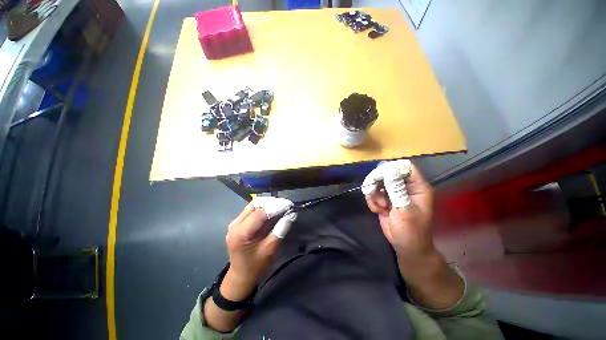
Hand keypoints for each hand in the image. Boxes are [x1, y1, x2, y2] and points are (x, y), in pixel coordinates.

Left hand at [204, 197, 295, 331]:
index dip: (276, 207)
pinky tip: (273, 212)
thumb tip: (291, 214)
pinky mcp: (238, 223)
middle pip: (255, 204)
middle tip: (286, 205)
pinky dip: (264, 208)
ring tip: (281, 207)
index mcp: (241, 233)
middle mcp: (235, 224)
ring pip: (254, 205)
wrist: (240, 276)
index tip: (289, 205)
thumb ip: (280, 230)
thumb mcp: (270, 250)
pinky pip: (252, 210)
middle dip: (272, 202)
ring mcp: (235, 222)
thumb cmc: (255, 266)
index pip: (260, 212)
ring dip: (268, 204)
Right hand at [362, 160, 434, 256]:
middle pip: (387, 172)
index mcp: (417, 187)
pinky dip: (372, 201)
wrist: (405, 247)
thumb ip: (396, 190)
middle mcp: (405, 187)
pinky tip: (377, 211)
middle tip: (372, 191)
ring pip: (377, 182)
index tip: (379, 176)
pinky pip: (373, 193)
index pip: (405, 167)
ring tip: (380, 206)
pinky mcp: (384, 199)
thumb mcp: (404, 210)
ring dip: (374, 193)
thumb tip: (388, 170)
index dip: (391, 169)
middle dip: (377, 182)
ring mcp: (393, 193)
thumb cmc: (411, 231)